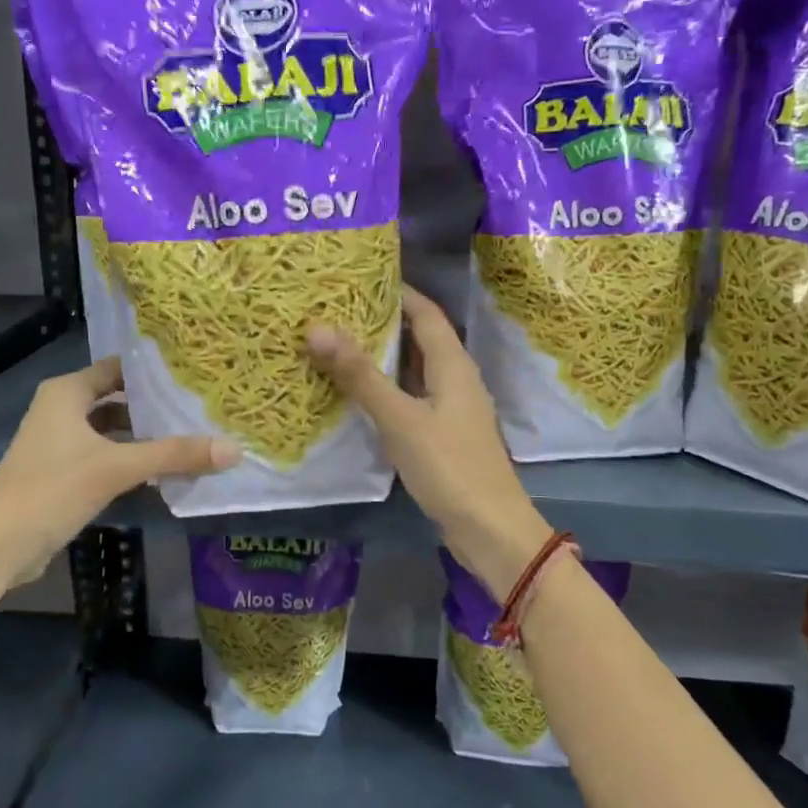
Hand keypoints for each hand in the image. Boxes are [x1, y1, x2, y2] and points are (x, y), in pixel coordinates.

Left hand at [0, 357, 238, 589]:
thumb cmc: (52, 489)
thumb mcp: (117, 468)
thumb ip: (174, 455)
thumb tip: (233, 449)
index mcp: (67, 393)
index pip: (118, 368)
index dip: (153, 370)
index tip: (193, 373)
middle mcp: (60, 410)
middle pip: (117, 398)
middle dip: (154, 405)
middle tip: (199, 406)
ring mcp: (58, 443)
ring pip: (111, 429)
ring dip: (143, 434)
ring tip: (188, 436)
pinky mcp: (60, 473)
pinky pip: (103, 455)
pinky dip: (129, 458)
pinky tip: (160, 469)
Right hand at [308, 287, 552, 598]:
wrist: (490, 529)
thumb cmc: (449, 466)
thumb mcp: (400, 419)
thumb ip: (360, 375)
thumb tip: (317, 328)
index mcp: (453, 365)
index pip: (425, 312)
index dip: (398, 291)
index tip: (359, 278)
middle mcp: (456, 379)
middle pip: (420, 338)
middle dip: (384, 322)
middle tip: (337, 311)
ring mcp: (452, 409)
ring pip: (415, 370)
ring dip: (384, 357)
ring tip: (340, 345)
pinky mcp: (444, 436)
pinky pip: (413, 398)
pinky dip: (387, 389)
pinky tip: (359, 396)